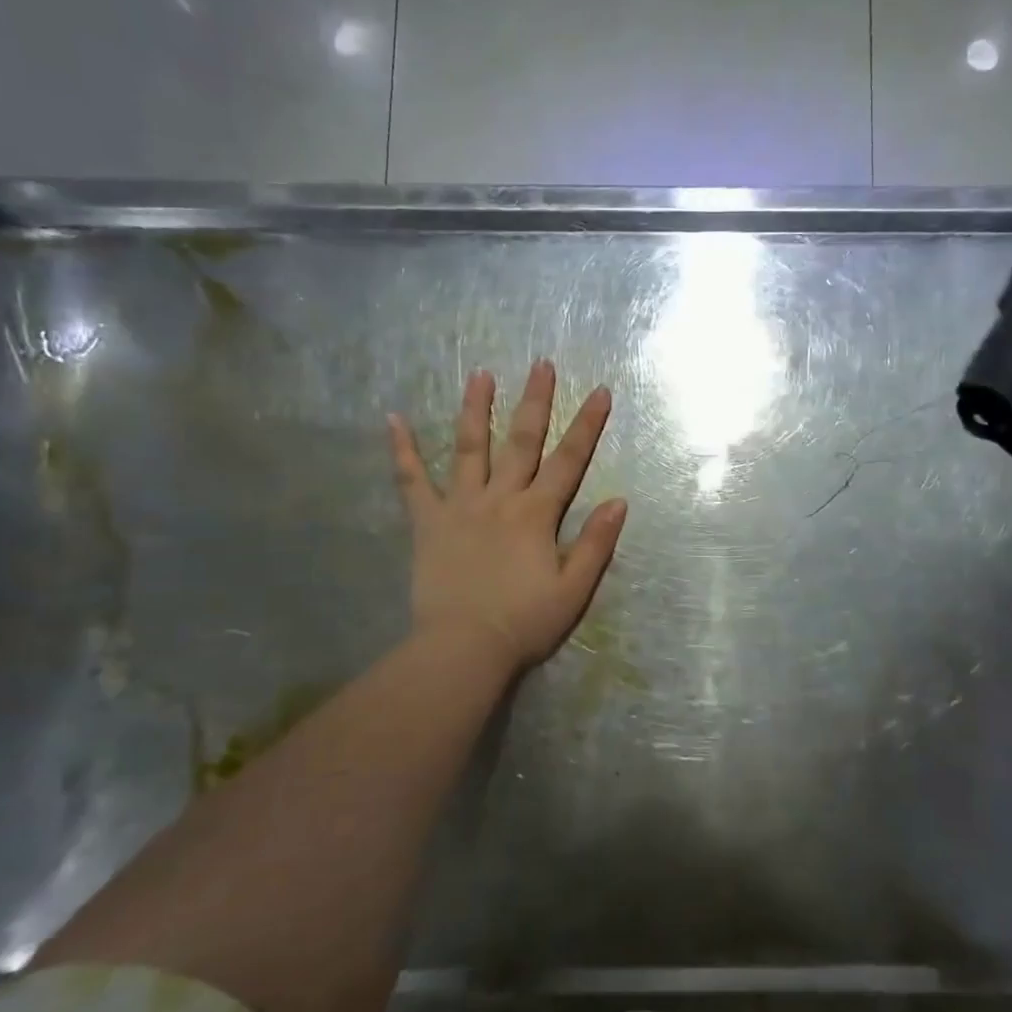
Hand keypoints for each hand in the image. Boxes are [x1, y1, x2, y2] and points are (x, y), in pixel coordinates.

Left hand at [388, 360, 627, 675]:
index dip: (586, 425)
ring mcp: (460, 506)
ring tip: (479, 374)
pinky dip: (402, 450)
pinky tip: (393, 419)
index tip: (599, 390)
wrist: (463, 648)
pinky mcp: (427, 523)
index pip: (568, 460)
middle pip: (521, 441)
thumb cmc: (524, 622)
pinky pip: (411, 481)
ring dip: (476, 409)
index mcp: (536, 514)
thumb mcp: (573, 589)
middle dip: (535, 401)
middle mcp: (500, 499)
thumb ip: (596, 544)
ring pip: (469, 448)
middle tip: (540, 363)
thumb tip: (618, 501)